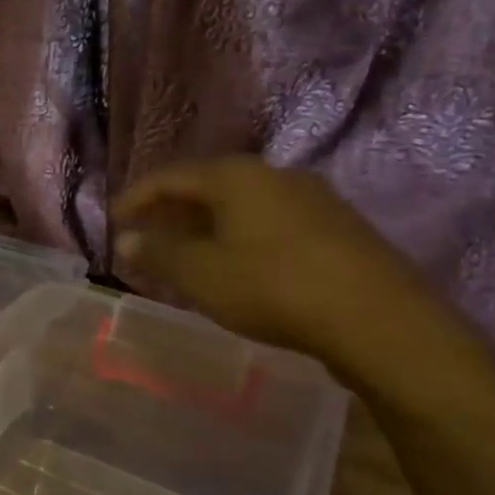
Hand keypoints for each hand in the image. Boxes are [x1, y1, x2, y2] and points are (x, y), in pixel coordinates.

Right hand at [112, 157, 463, 379]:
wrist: (380, 320)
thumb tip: (128, 239)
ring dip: (208, 223)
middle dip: (173, 209)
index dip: (137, 197)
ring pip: (243, 203)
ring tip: (189, 251)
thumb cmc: (273, 287)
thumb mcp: (201, 274)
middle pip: (208, 185)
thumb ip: (159, 253)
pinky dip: (241, 234)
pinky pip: (271, 220)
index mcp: (236, 176)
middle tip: (148, 234)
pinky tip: (239, 262)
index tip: (115, 221)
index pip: (170, 176)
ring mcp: (313, 198)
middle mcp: (274, 174)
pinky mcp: (338, 226)